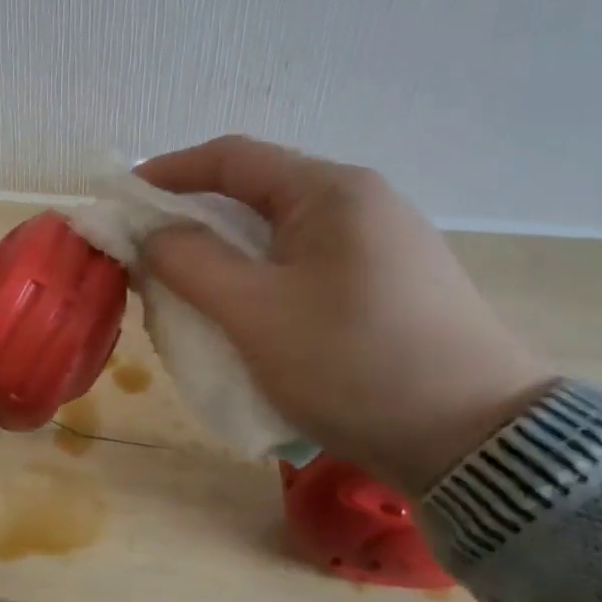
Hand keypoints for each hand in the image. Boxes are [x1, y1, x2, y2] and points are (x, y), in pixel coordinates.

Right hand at [138, 136, 552, 494]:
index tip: (124, 198)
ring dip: (224, 252)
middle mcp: (360, 202)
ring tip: (187, 286)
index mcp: (331, 191)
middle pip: (255, 192)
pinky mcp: (390, 284)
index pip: (231, 157)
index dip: (169, 171)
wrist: (478, 443)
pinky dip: (259, 276)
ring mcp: (381, 244)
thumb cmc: (355, 364)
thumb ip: (190, 262)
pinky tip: (244, 312)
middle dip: (192, 218)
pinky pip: (304, 263)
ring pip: (278, 232)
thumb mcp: (255, 312)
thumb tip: (154, 233)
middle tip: (148, 253)